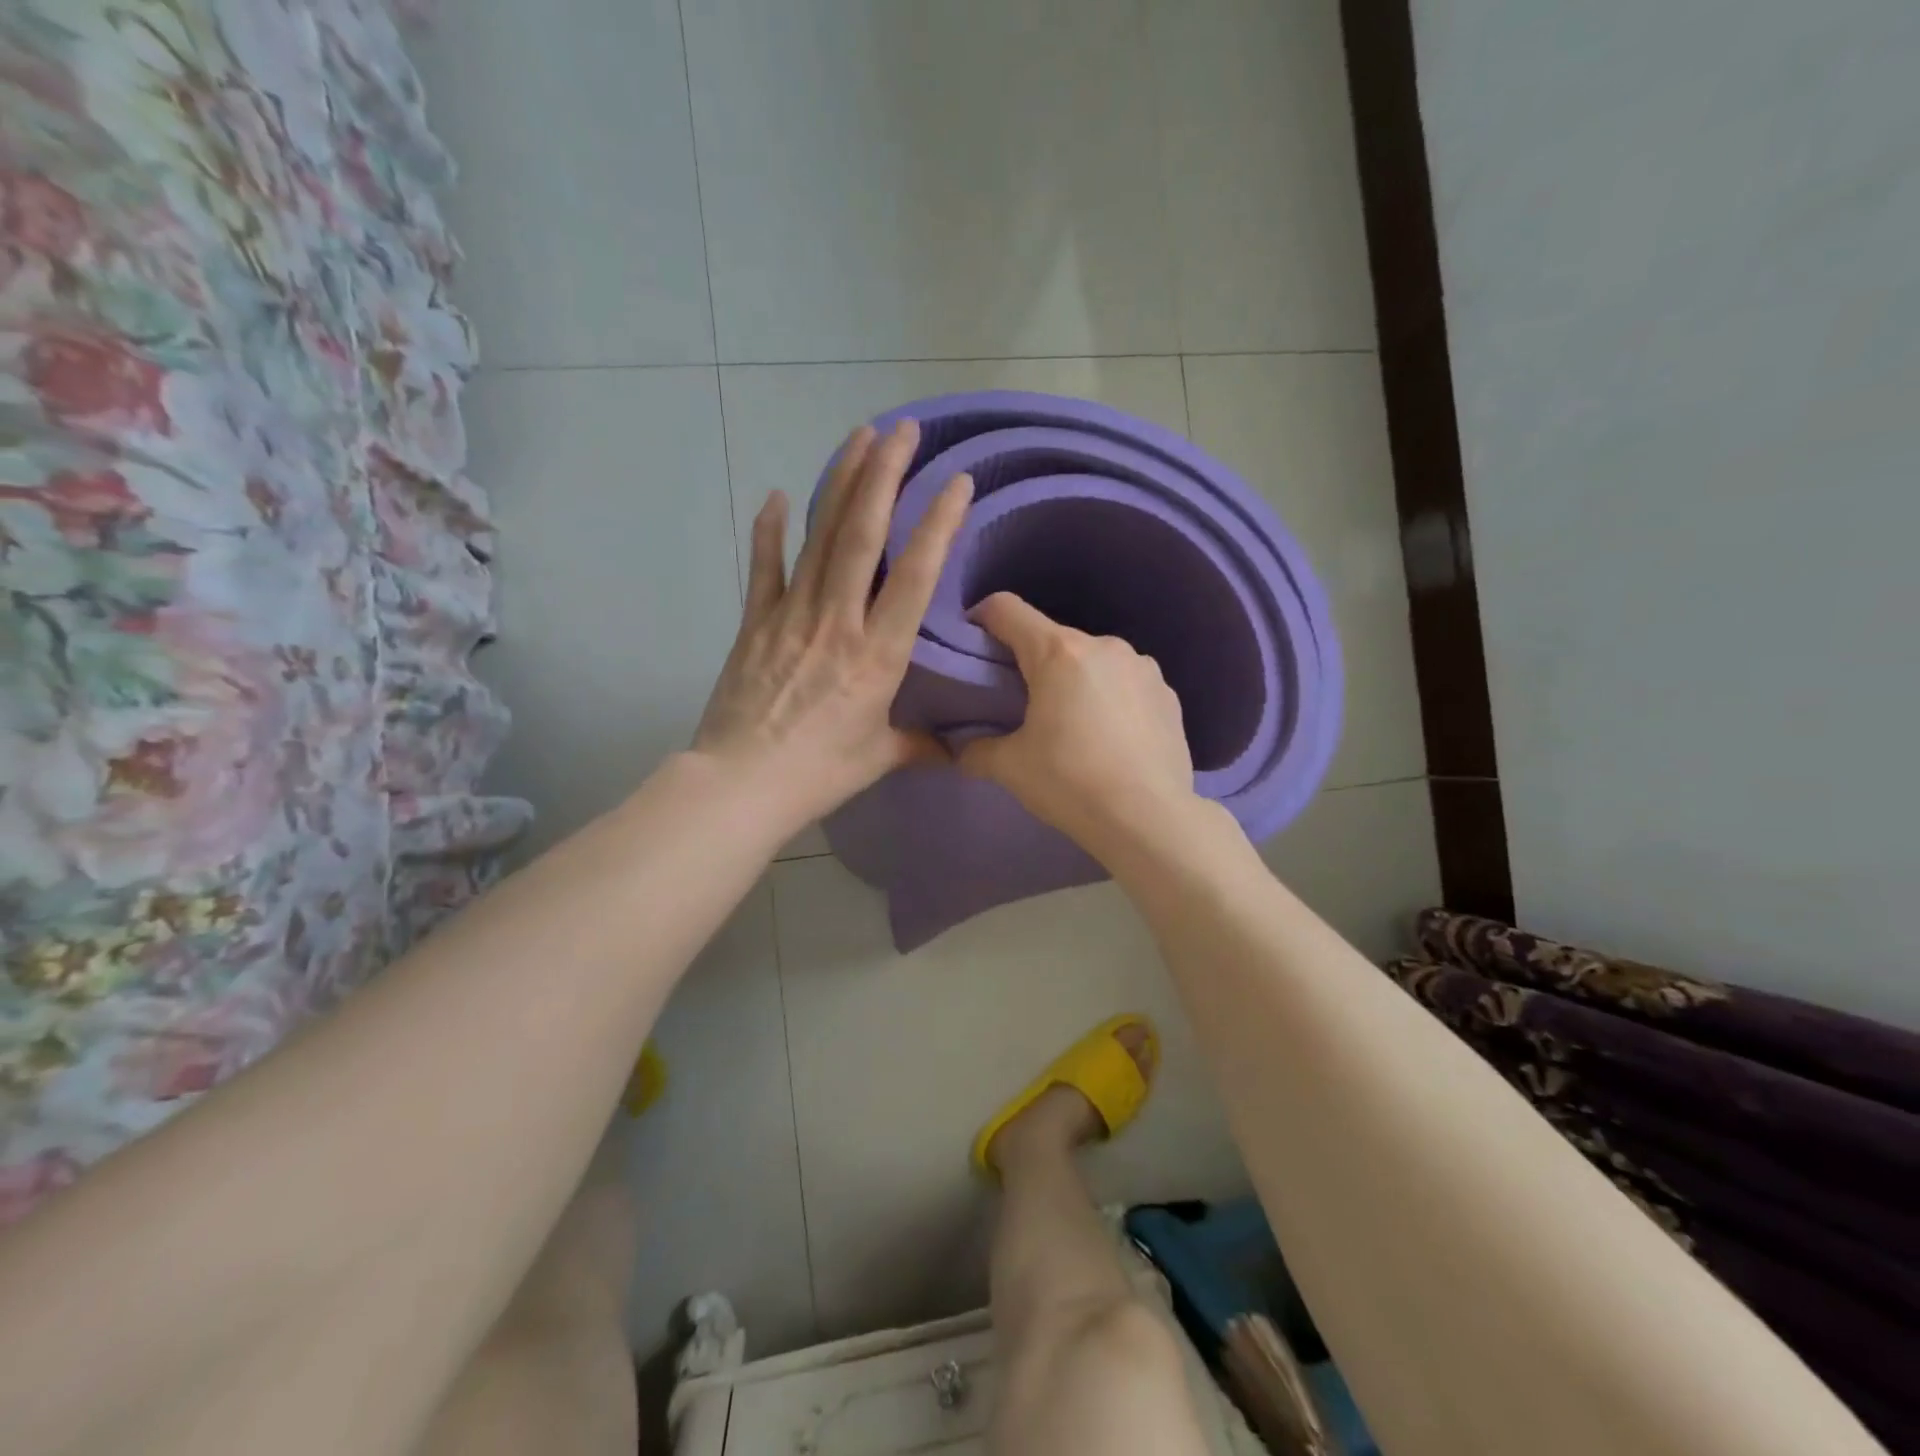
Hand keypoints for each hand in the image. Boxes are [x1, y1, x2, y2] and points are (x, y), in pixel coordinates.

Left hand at [692, 420, 971, 832]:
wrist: (741, 784)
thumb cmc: (818, 773)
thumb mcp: (879, 759)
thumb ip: (921, 746)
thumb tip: (956, 751)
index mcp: (877, 654)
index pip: (916, 575)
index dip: (938, 523)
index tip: (957, 481)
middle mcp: (838, 621)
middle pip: (863, 535)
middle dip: (884, 475)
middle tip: (902, 430)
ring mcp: (791, 616)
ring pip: (820, 537)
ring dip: (839, 483)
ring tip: (858, 437)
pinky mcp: (754, 624)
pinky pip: (763, 568)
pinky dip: (768, 530)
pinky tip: (775, 495)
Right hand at [959, 594, 1197, 847]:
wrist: (1149, 819)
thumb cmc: (1071, 783)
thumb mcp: (1011, 768)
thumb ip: (977, 750)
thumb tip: (962, 751)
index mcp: (1058, 652)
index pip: (1006, 609)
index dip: (982, 619)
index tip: (974, 647)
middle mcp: (1104, 645)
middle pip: (1053, 638)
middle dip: (1032, 663)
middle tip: (1022, 704)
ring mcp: (1143, 666)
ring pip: (1093, 660)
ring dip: (1076, 680)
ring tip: (1073, 725)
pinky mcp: (1168, 693)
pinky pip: (1126, 683)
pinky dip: (1111, 698)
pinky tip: (1112, 738)